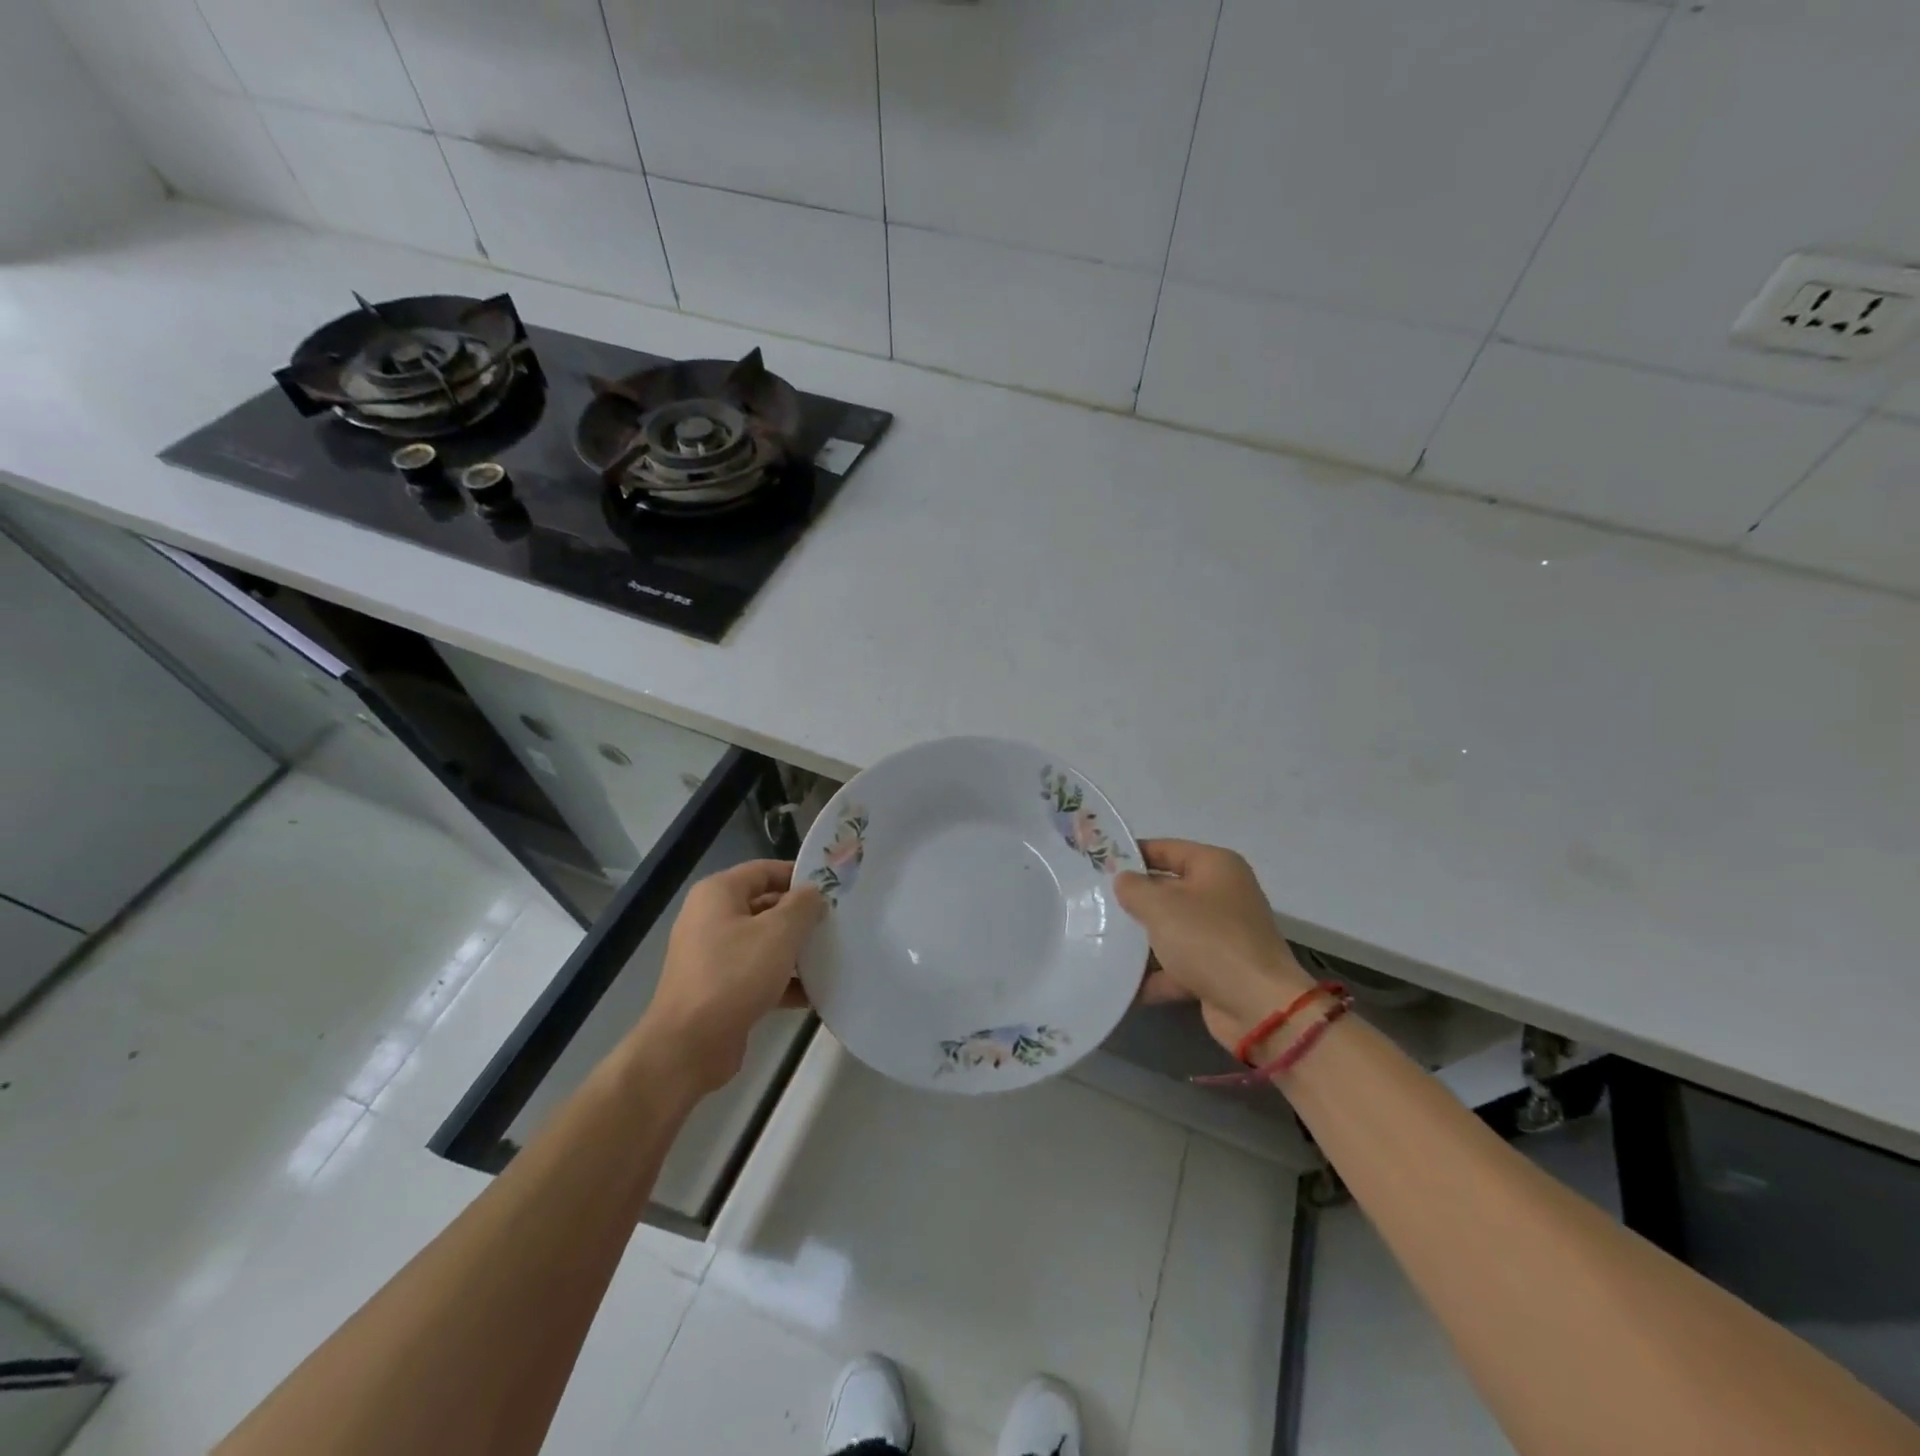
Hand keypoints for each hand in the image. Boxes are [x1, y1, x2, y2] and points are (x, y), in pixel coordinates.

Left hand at [638, 860, 825, 1095]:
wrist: (689, 1046)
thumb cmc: (734, 975)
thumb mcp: (779, 933)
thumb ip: (803, 906)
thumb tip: (814, 894)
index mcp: (718, 894)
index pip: (765, 870)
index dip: (799, 875)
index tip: (833, 886)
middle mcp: (711, 919)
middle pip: (766, 906)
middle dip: (801, 915)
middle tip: (838, 922)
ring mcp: (714, 956)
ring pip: (764, 943)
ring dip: (796, 950)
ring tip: (834, 955)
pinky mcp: (721, 989)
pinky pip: (759, 974)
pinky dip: (784, 980)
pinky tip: (816, 992)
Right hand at [1116, 840, 1313, 1054]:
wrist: (1257, 1006)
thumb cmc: (1208, 939)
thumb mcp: (1161, 905)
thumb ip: (1134, 888)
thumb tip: (1123, 881)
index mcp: (1216, 866)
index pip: (1167, 849)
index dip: (1133, 854)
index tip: (1098, 863)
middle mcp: (1222, 895)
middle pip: (1168, 889)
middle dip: (1134, 899)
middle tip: (1093, 902)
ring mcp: (1222, 934)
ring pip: (1172, 929)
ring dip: (1142, 939)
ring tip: (1100, 939)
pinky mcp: (1219, 970)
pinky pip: (1179, 965)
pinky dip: (1155, 974)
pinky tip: (1122, 982)